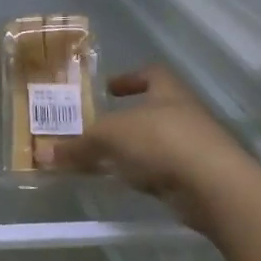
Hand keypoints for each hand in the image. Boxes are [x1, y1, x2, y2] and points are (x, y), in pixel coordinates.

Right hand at [41, 64, 260, 231]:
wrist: (215, 187)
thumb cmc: (161, 141)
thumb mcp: (109, 137)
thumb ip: (79, 146)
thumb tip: (45, 155)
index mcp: (168, 91)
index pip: (152, 73)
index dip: (130, 78)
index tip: (109, 89)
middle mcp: (185, 114)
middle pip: (154, 110)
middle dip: (127, 119)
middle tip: (98, 129)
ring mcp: (197, 147)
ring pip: (159, 142)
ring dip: (135, 149)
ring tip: (105, 160)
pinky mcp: (200, 178)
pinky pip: (165, 170)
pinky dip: (146, 174)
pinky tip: (127, 183)